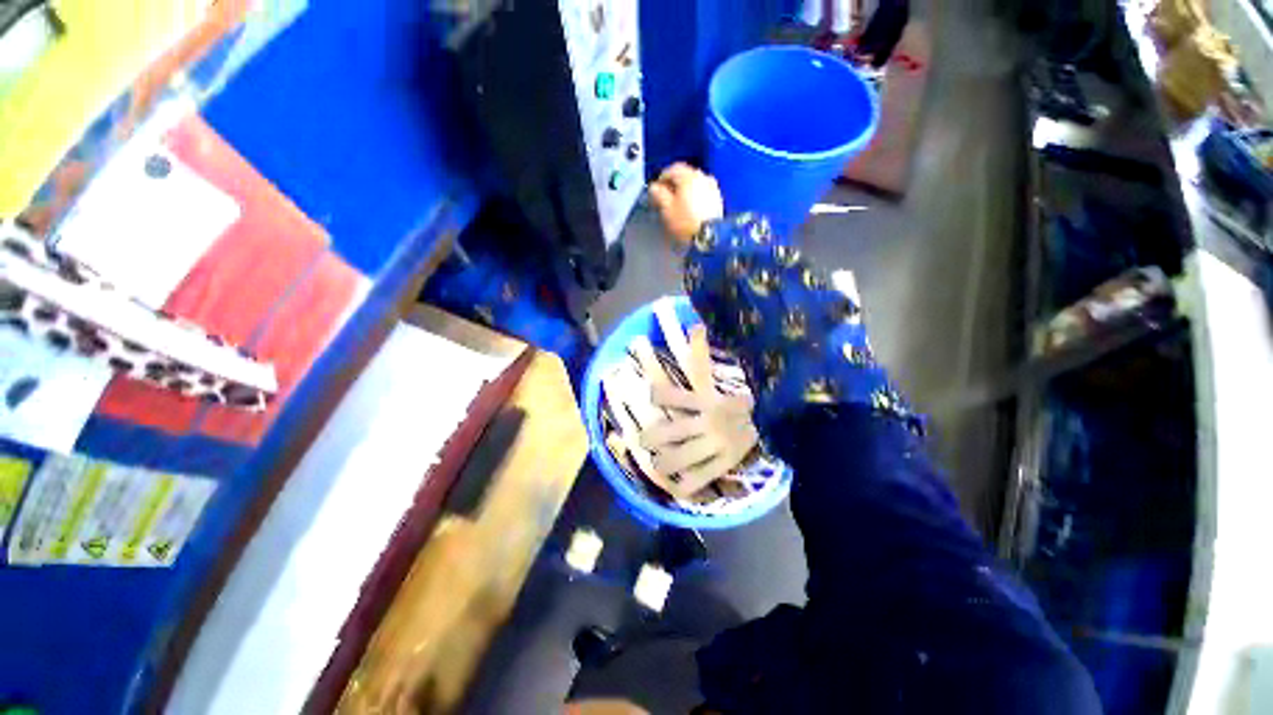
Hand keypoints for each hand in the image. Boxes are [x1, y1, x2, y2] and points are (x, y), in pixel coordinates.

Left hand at [637, 325, 757, 497]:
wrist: (774, 420)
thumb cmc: (737, 400)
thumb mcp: (717, 380)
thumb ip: (701, 357)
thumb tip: (696, 326)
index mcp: (708, 401)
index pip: (679, 397)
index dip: (661, 396)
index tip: (650, 395)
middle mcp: (709, 423)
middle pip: (675, 432)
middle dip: (653, 438)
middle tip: (643, 440)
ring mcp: (717, 446)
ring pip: (684, 458)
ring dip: (666, 463)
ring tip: (657, 463)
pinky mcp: (725, 464)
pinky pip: (702, 479)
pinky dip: (686, 485)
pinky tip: (677, 487)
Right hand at [648, 163, 723, 244]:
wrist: (710, 236)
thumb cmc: (685, 222)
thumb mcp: (666, 209)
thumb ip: (659, 194)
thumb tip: (654, 187)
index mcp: (688, 176)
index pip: (672, 169)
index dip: (662, 178)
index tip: (656, 189)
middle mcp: (702, 176)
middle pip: (685, 175)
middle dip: (674, 183)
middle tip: (666, 196)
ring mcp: (713, 187)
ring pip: (695, 183)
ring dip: (686, 190)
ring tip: (679, 203)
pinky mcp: (718, 199)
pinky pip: (703, 192)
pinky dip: (695, 196)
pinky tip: (691, 208)